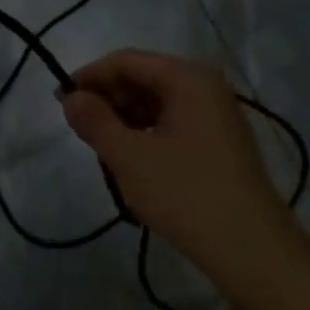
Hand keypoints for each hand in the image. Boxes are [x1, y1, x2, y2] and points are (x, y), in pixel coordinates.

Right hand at [60, 49, 297, 275]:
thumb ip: (95, 121)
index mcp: (187, 78)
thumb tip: (71, 97)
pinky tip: (132, 163)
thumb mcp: (129, 157)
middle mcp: (205, 87)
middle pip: (143, 79)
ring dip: (125, 120)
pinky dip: (146, 136)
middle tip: (79, 130)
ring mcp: (216, 115)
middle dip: (107, 100)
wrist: (250, 247)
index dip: (89, 76)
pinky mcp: (219, 142)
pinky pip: (172, 124)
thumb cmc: (185, 194)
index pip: (126, 61)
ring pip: (156, 104)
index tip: (59, 101)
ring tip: (103, 152)